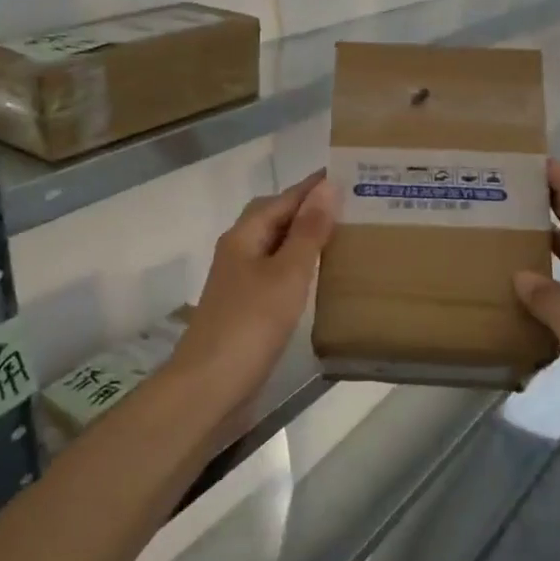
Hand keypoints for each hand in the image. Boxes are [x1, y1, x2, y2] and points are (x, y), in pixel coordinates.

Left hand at [178, 172, 337, 397]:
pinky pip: (276, 272)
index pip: (283, 198)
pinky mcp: (246, 308)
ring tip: (342, 235)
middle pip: (274, 218)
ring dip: (304, 237)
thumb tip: (327, 187)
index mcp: (244, 235)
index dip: (313, 186)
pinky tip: (319, 277)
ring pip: (275, 246)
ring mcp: (239, 282)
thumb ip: (308, 231)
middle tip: (350, 205)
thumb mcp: (288, 273)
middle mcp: (238, 251)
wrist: (210, 387)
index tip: (347, 173)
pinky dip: (298, 266)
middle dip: (308, 208)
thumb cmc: (251, 323)